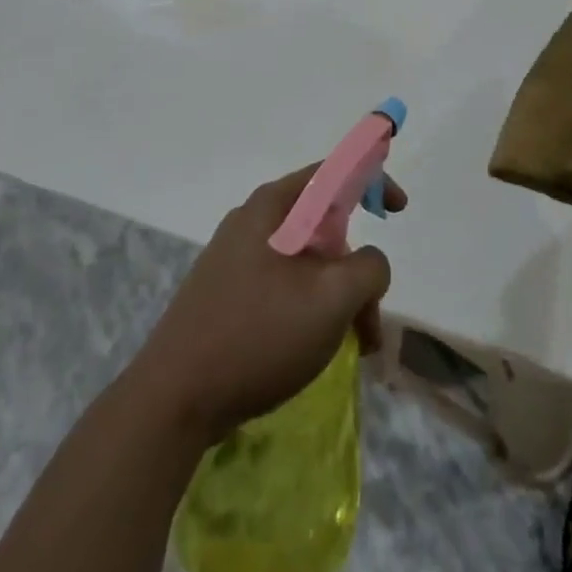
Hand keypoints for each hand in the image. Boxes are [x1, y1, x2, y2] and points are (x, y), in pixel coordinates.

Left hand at [133, 164, 405, 446]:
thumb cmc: (258, 336)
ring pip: (307, 262)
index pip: (333, 171)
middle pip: (324, 224)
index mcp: (273, 206)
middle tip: (371, 316)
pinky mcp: (227, 293)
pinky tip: (317, 351)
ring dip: (339, 297)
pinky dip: (312, 309)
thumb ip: (369, 267)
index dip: (372, 179)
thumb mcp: (332, 298)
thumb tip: (367, 262)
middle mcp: (252, 222)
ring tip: (354, 347)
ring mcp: (235, 258)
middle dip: (357, 267)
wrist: (173, 400)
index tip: (398, 211)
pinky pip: (284, 286)